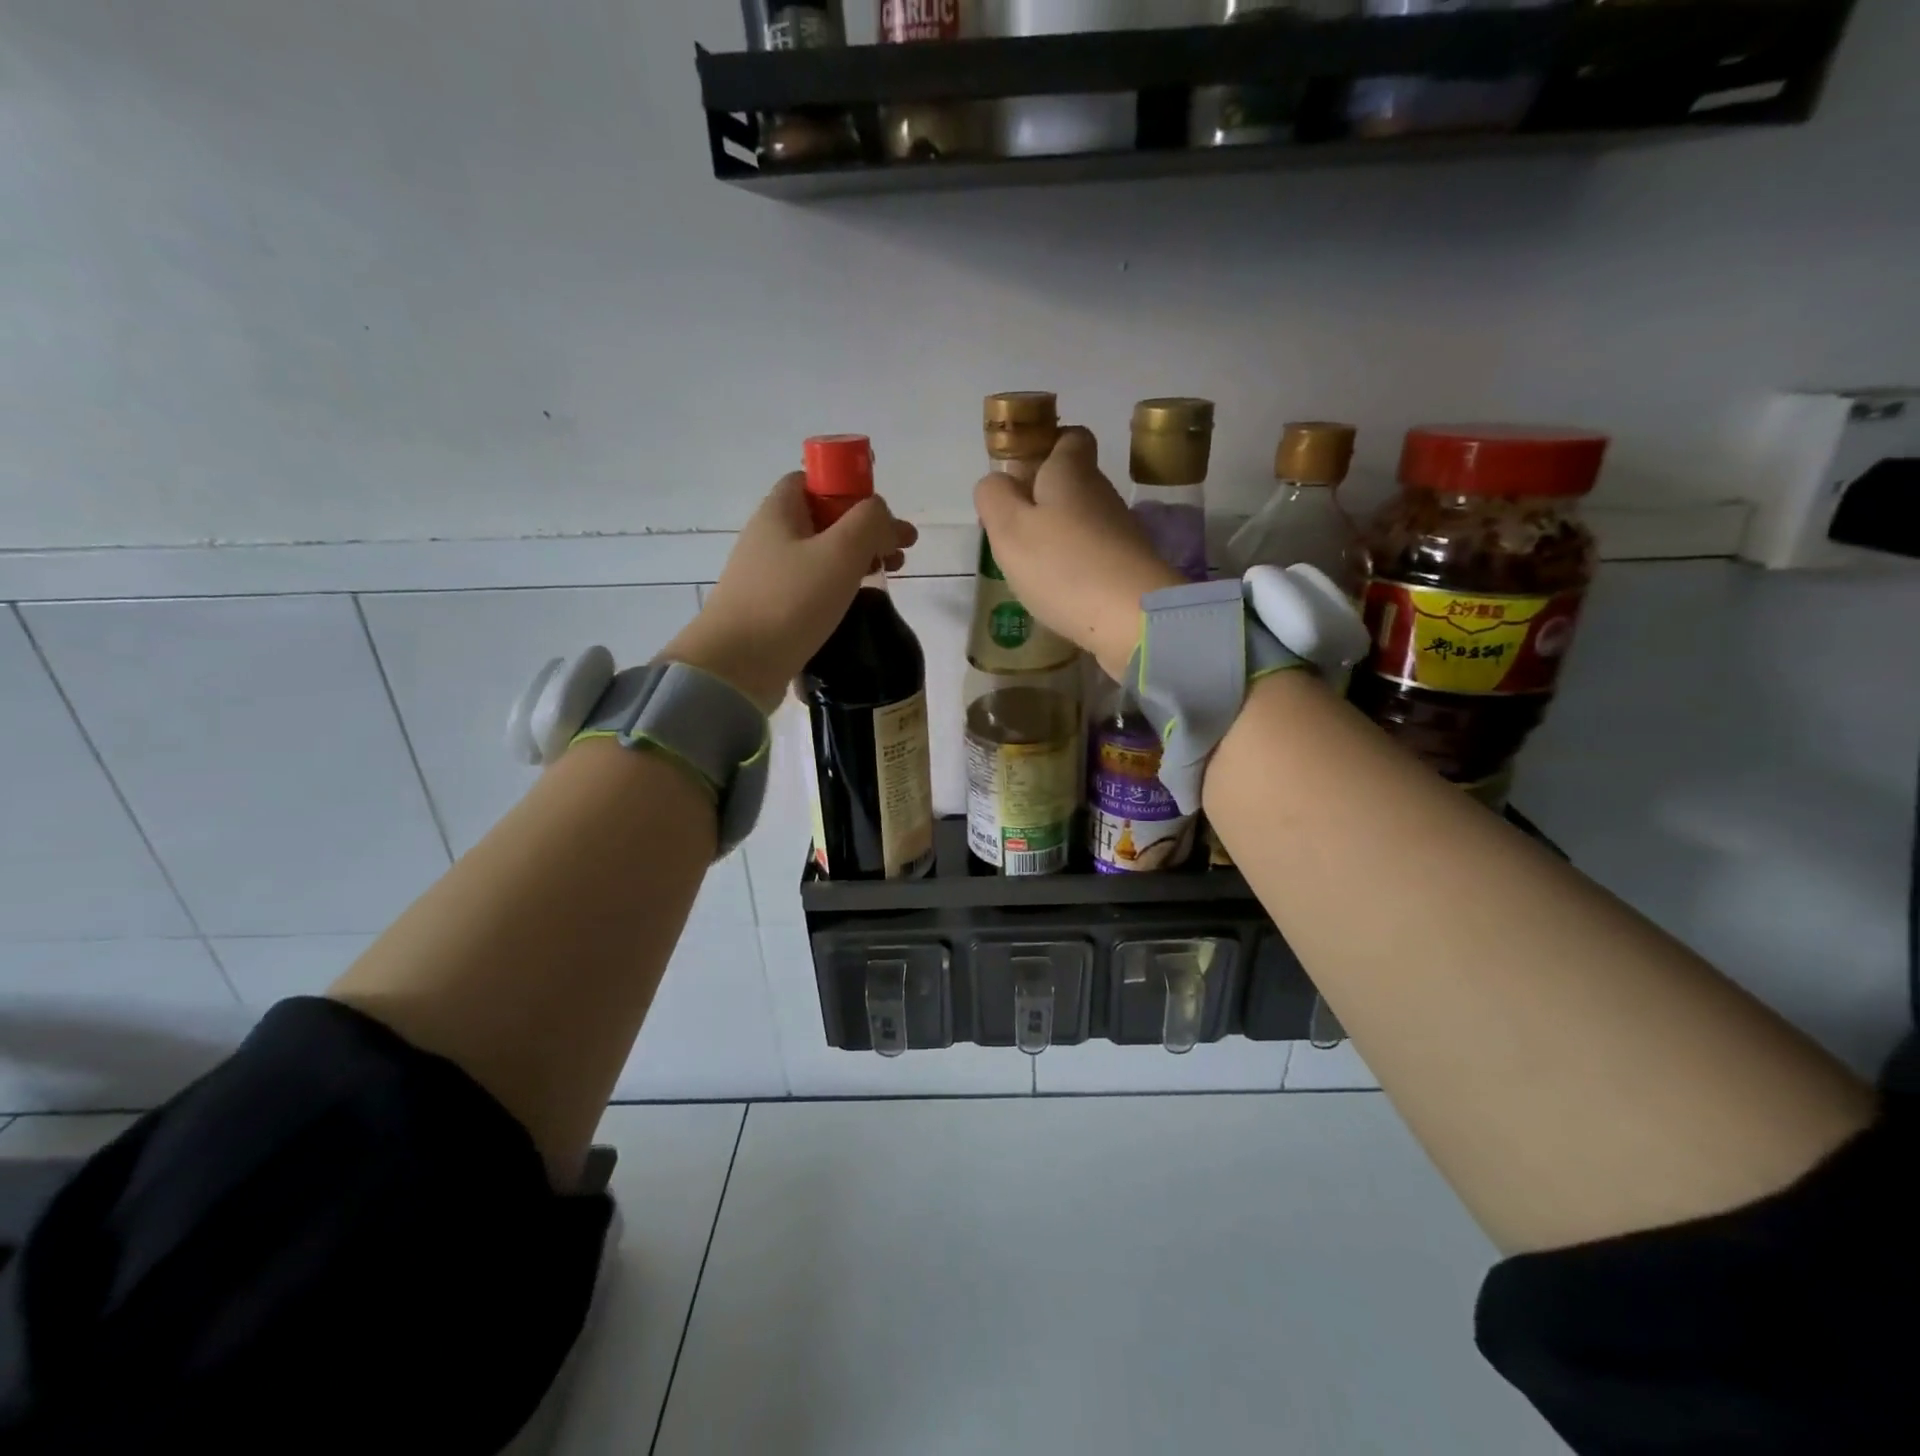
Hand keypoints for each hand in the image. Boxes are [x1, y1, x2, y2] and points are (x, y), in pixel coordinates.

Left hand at [661, 473, 916, 713]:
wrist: (737, 665)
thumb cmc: (790, 601)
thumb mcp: (840, 552)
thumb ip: (870, 522)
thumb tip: (884, 518)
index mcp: (780, 511)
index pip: (814, 480)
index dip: (850, 488)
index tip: (880, 515)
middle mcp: (769, 537)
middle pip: (824, 519)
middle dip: (865, 529)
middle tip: (901, 551)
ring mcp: (768, 575)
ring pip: (820, 554)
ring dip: (857, 558)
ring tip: (888, 576)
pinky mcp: (772, 608)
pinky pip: (811, 586)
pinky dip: (839, 586)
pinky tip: (856, 603)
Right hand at [974, 427, 1182, 680]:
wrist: (1133, 619)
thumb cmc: (1062, 566)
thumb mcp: (1009, 528)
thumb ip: (994, 497)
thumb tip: (997, 483)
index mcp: (1072, 472)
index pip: (1069, 437)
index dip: (1044, 448)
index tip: (1019, 476)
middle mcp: (1102, 493)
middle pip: (1073, 483)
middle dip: (1042, 500)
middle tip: (1012, 531)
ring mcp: (1121, 532)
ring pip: (1083, 521)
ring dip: (1057, 537)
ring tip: (1030, 568)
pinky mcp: (1130, 568)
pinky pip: (1095, 555)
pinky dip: (1075, 567)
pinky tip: (1057, 591)